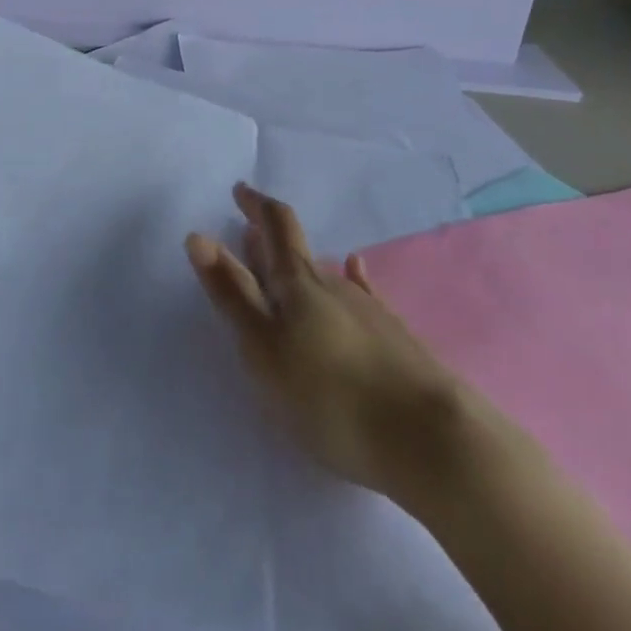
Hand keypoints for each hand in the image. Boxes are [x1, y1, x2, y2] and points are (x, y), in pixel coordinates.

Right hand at [188, 184, 478, 511]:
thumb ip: (232, 294)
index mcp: (297, 284)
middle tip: (250, 228)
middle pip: (298, 251)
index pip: (276, 228)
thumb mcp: (264, 348)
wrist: (431, 440)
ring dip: (300, 265)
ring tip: (284, 265)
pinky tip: (355, 271)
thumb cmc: (330, 395)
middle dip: (271, 236)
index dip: (256, 206)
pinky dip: (349, 279)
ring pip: (326, 276)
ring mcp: (369, 311)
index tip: (240, 190)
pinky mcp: (395, 339)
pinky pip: (362, 295)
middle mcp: (333, 285)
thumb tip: (198, 236)